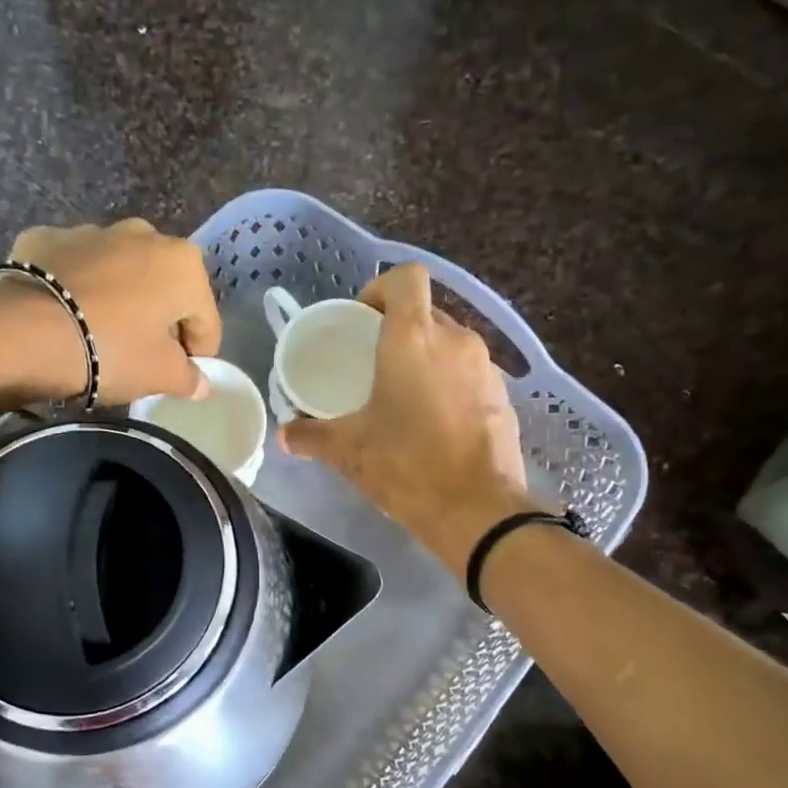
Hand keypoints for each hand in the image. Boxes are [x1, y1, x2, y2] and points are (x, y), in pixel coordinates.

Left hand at [0, 219, 221, 404]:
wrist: (23, 331)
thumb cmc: (110, 350)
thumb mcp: (159, 375)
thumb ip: (188, 378)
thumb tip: (200, 383)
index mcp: (182, 264)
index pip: (206, 320)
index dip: (198, 356)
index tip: (180, 379)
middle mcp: (143, 234)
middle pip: (165, 290)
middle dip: (160, 322)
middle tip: (141, 359)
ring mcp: (91, 231)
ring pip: (120, 275)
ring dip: (120, 302)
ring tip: (99, 339)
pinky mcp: (46, 238)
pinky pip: (75, 269)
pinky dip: (77, 290)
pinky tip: (64, 318)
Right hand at [280, 265, 529, 572]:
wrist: (475, 510)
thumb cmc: (405, 466)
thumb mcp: (348, 452)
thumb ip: (311, 436)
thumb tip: (285, 434)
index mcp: (413, 339)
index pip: (406, 278)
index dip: (381, 289)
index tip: (362, 320)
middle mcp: (455, 340)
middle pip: (426, 311)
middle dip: (399, 329)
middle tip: (374, 364)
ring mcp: (485, 368)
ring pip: (450, 344)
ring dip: (427, 358)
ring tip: (404, 395)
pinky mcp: (503, 396)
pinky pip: (470, 374)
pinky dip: (451, 385)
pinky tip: (435, 421)